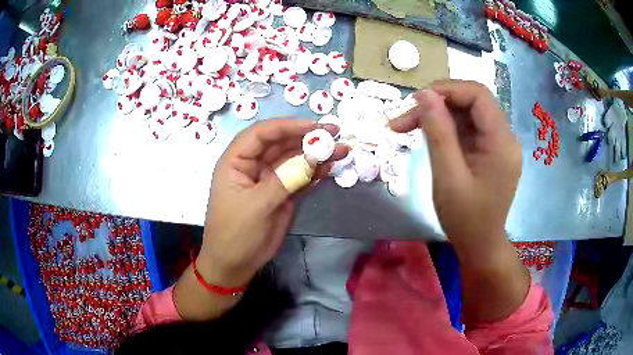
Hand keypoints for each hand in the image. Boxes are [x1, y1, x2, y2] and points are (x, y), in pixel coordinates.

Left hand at [199, 118, 347, 287]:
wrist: (235, 264)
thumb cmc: (236, 233)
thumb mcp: (258, 205)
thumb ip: (286, 179)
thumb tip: (314, 158)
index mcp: (237, 161)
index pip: (262, 133)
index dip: (288, 125)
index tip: (314, 126)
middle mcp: (253, 164)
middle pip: (281, 143)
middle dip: (307, 137)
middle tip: (335, 133)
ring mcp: (269, 179)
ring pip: (293, 159)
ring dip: (315, 154)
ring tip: (341, 150)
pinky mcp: (282, 193)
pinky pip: (299, 177)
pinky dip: (314, 172)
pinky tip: (329, 168)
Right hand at [390, 80, 520, 245]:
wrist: (480, 247)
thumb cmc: (466, 219)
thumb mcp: (448, 177)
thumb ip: (438, 133)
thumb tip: (424, 95)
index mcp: (501, 142)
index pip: (478, 95)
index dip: (447, 90)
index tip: (416, 101)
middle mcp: (504, 137)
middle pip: (471, 102)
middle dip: (437, 103)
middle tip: (404, 119)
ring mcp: (498, 144)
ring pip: (466, 114)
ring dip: (437, 116)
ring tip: (406, 127)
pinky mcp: (489, 151)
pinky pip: (467, 129)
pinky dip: (445, 128)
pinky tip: (427, 137)